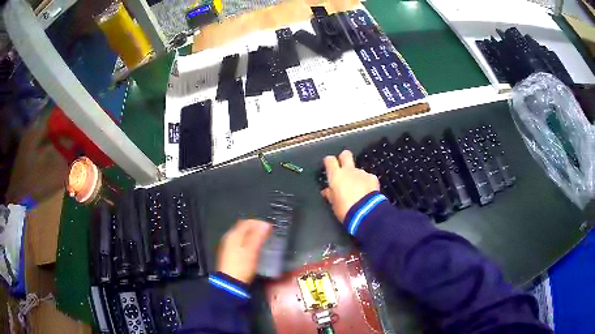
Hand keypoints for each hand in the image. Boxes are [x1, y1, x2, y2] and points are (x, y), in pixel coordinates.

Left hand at [216, 219, 272, 283]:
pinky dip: (248, 242)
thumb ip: (258, 236)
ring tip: (263, 240)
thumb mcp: (252, 250)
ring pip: (241, 236)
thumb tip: (265, 225)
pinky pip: (240, 243)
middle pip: (243, 228)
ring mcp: (228, 247)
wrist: (230, 283)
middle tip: (267, 233)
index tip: (270, 227)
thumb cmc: (241, 266)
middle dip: (255, 228)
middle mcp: (229, 238)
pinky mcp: (229, 255)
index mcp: (233, 235)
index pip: (247, 222)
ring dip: (252, 235)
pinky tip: (254, 248)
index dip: (259, 223)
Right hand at [321, 150, 379, 222]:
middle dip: (344, 157)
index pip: (330, 160)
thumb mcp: (334, 204)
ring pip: (358, 170)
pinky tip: (367, 193)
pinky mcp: (372, 178)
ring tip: (358, 190)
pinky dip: (367, 183)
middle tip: (343, 166)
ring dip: (357, 177)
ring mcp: (362, 173)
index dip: (329, 161)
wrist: (365, 212)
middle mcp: (349, 171)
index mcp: (336, 176)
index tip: (329, 165)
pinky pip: (368, 178)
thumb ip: (330, 194)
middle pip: (346, 155)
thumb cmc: (346, 209)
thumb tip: (327, 191)